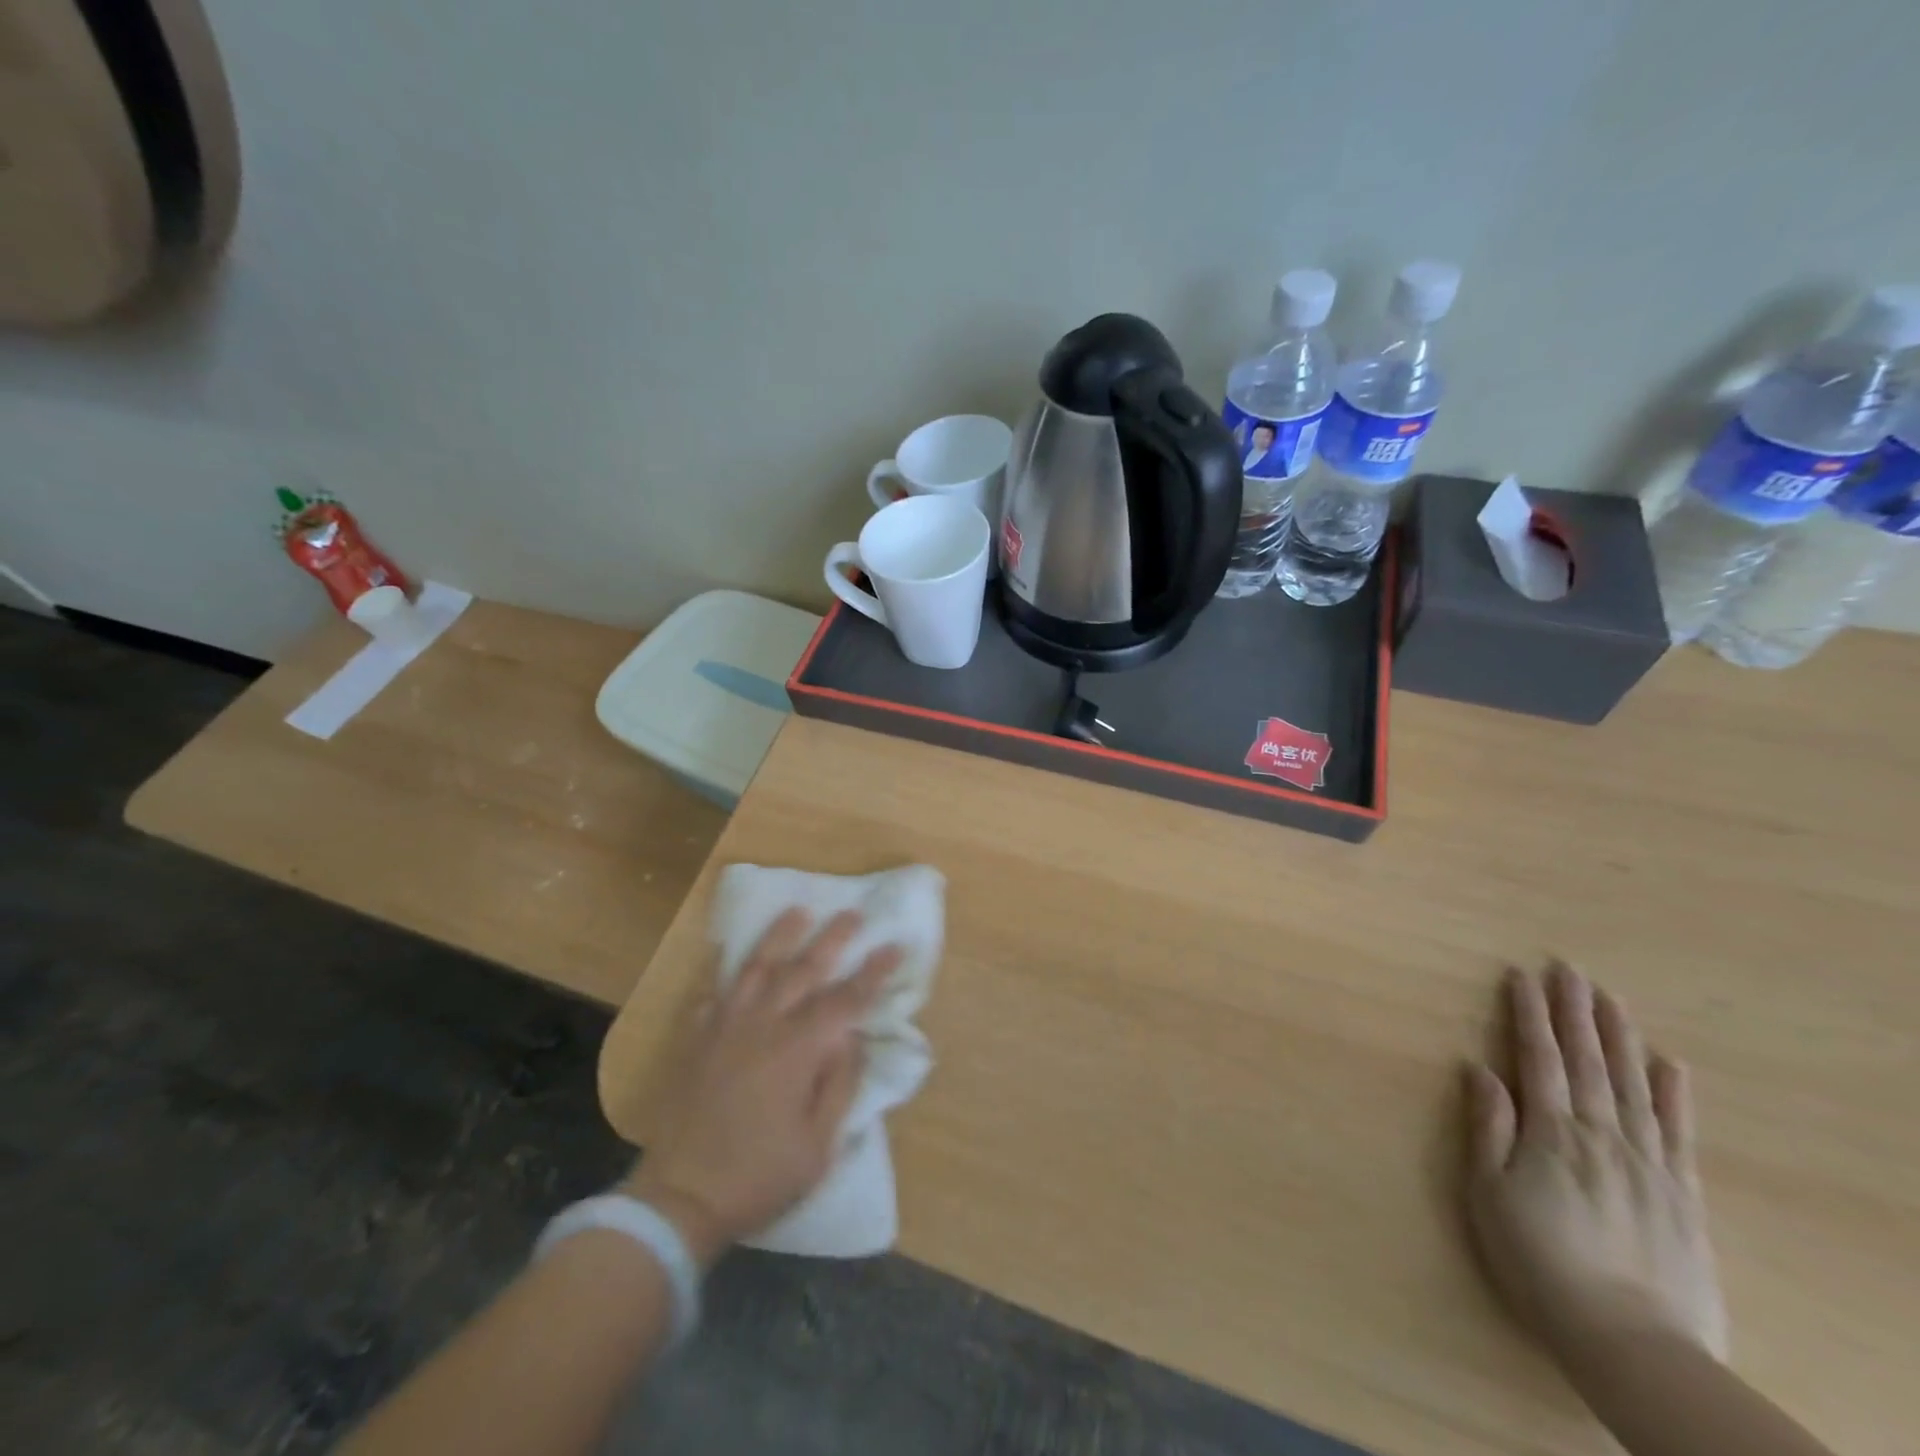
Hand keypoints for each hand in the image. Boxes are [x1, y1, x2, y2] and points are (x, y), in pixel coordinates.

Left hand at [625, 909, 900, 1266]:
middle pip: (803, 970)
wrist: (680, 1197)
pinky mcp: (697, 1039)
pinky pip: (713, 992)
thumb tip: (852, 1036)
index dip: (873, 973)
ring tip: (797, 911)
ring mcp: (725, 1027)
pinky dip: (725, 971)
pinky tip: (730, 957)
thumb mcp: (818, 1144)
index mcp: (798, 1050)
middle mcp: (763, 1025)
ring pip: (756, 968)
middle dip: (832, 938)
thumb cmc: (759, 1176)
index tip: (894, 946)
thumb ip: (839, 1083)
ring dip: (780, 937)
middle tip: (853, 913)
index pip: (845, 1000)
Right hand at [1463, 963, 1728, 1374]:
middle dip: (1575, 1011)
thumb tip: (1479, 1068)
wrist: (1631, 1340)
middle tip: (1570, 968)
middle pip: (1588, 1060)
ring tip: (1611, 998)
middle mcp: (1601, 1134)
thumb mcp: (1489, 1193)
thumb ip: (1488, 1127)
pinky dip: (1675, 1095)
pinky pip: (1679, 1132)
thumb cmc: (1539, 1260)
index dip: (1528, 1014)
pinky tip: (1671, 1064)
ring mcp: (1648, 1162)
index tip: (1521, 975)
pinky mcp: (1683, 1193)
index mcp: (1551, 1131)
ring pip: (1633, 1084)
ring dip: (1620, 1037)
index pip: (1539, 1057)